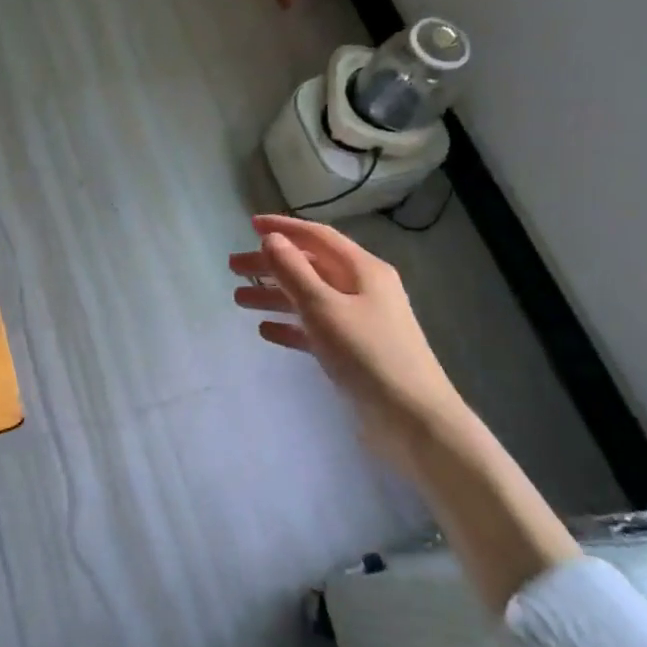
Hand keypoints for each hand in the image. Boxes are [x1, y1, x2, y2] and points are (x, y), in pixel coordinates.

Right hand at [230, 214, 464, 456]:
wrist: (413, 422)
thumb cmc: (368, 356)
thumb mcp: (324, 308)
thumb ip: (294, 272)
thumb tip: (271, 239)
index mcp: (363, 270)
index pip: (318, 237)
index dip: (283, 228)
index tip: (250, 224)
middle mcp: (363, 290)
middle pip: (310, 266)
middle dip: (271, 265)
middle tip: (233, 267)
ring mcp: (360, 322)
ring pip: (309, 298)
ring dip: (275, 296)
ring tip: (238, 299)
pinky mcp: (354, 352)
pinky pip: (315, 329)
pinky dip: (290, 326)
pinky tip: (265, 330)